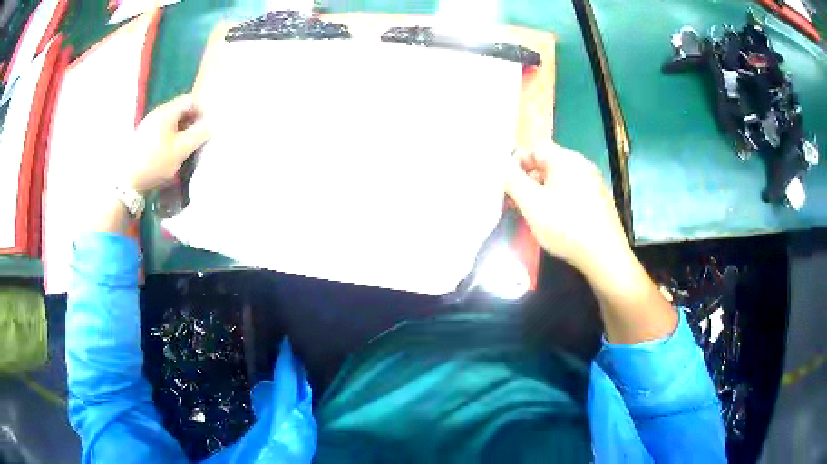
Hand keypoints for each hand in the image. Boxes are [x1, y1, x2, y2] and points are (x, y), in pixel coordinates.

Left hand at [123, 94, 209, 193]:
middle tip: (196, 140)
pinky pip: (161, 129)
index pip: (190, 100)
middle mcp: (157, 112)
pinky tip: (168, 152)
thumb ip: (198, 135)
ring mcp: (148, 124)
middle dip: (191, 122)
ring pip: (170, 121)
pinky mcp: (142, 136)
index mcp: (167, 111)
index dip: (201, 111)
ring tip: (183, 148)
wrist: (127, 181)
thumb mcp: (181, 150)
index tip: (205, 129)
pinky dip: (169, 136)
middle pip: (180, 110)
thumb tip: (211, 124)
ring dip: (180, 130)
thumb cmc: (155, 163)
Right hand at [505, 142, 628, 274]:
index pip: (535, 149)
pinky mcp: (599, 201)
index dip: (516, 162)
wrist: (605, 256)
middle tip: (513, 200)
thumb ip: (513, 180)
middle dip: (527, 179)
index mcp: (566, 159)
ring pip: (559, 180)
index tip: (504, 182)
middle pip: (547, 164)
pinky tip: (553, 220)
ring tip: (530, 213)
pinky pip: (572, 192)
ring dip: (541, 191)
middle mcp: (582, 165)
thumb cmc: (566, 226)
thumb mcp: (532, 203)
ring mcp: (594, 183)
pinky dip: (557, 200)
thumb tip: (502, 166)